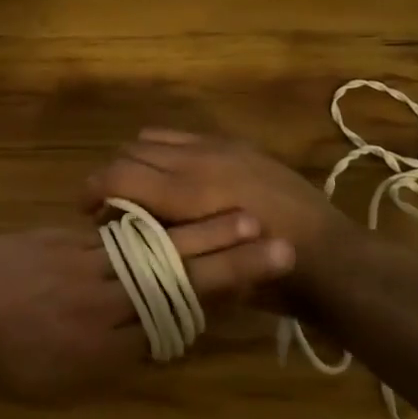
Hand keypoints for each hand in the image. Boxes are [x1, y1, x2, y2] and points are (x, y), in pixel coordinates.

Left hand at [0, 216, 293, 403]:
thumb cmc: (3, 366)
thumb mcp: (63, 384)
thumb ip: (116, 361)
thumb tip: (163, 340)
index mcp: (103, 351)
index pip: (175, 322)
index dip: (219, 303)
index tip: (261, 287)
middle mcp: (101, 305)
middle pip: (175, 281)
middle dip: (230, 262)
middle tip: (276, 245)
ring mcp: (80, 266)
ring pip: (152, 250)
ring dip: (202, 233)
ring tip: (243, 218)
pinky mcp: (62, 240)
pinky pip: (115, 232)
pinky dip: (152, 223)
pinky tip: (179, 212)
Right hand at [80, 130, 358, 296]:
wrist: (333, 259)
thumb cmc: (268, 282)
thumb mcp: (205, 273)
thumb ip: (159, 248)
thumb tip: (119, 237)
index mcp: (189, 194)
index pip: (117, 176)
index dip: (91, 191)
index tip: (83, 211)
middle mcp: (199, 161)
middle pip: (129, 153)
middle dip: (110, 177)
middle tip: (109, 207)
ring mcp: (219, 148)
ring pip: (152, 138)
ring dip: (136, 161)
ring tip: (139, 190)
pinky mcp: (236, 145)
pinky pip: (183, 136)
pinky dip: (164, 153)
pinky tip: (174, 180)